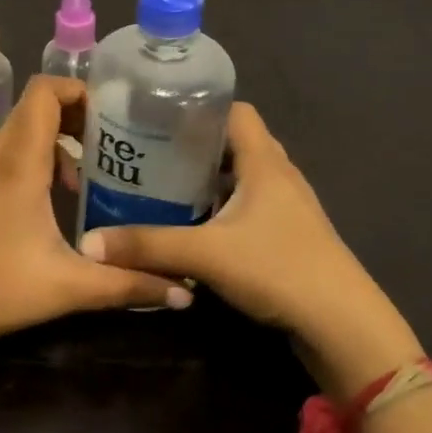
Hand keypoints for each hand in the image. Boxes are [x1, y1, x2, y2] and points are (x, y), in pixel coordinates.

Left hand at [0, 76, 189, 359]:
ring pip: (14, 137)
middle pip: (32, 110)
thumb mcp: (69, 287)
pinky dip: (24, 166)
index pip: (43, 92)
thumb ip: (128, 285)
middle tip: (105, 147)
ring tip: (77, 185)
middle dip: (71, 118)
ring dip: (49, 146)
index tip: (108, 116)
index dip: (77, 90)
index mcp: (19, 162)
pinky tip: (38, 212)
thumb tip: (186, 294)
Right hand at [78, 102, 421, 395]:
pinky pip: (251, 206)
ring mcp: (289, 207)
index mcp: (264, 161)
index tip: (160, 116)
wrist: (343, 325)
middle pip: (237, 143)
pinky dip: (224, 207)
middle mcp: (279, 175)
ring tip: (167, 186)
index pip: (236, 111)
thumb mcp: (206, 254)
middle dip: (196, 145)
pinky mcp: (291, 235)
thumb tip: (88, 243)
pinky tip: (198, 227)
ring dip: (211, 179)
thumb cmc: (279, 269)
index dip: (201, 107)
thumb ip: (148, 246)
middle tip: (153, 153)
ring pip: (244, 177)